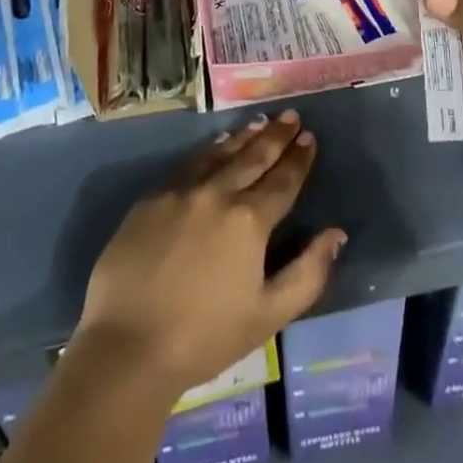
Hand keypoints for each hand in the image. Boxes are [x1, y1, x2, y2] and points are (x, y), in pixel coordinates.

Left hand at [75, 110, 345, 396]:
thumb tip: (335, 234)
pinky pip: (188, 164)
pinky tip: (216, 145)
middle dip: (276, 136)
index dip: (298, 159)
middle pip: (253, 157)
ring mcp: (181, 191)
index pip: (282, 181)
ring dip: (244, 136)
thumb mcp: (268, 316)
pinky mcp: (151, 198)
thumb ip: (308, 273)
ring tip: (260, 122)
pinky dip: (209, 150)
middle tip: (291, 116)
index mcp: (249, 220)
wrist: (127, 347)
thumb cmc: (204, 337)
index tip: (309, 137)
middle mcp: (218, 193)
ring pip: (220, 153)